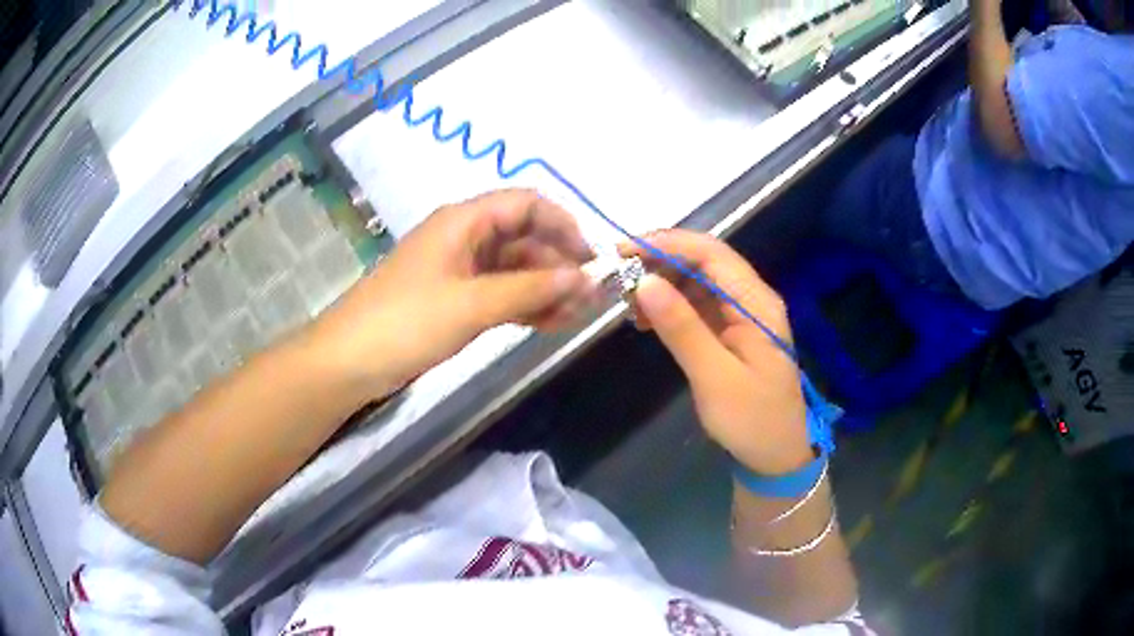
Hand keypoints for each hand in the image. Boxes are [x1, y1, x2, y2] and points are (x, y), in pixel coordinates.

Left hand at [306, 189, 596, 396]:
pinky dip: (525, 305)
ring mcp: (460, 270)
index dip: (563, 224)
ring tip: (577, 315)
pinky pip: (500, 293)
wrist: (348, 362)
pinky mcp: (455, 299)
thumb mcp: (472, 304)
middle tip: (591, 297)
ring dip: (546, 288)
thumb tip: (585, 279)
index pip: (526, 204)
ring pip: (515, 269)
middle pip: (524, 237)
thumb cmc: (405, 323)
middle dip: (559, 263)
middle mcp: (465, 237)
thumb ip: (530, 289)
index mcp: (464, 221)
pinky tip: (550, 323)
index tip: (592, 257)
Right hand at [622, 230, 810, 474]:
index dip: (668, 244)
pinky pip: (696, 306)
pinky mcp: (729, 331)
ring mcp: (740, 315)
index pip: (711, 253)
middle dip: (660, 261)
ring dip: (662, 284)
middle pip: (703, 261)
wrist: (776, 455)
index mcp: (756, 303)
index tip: (624, 251)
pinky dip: (669, 306)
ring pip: (696, 282)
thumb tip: (645, 282)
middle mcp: (750, 299)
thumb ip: (682, 328)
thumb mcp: (715, 377)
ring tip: (628, 302)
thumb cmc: (752, 419)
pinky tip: (646, 320)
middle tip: (618, 276)